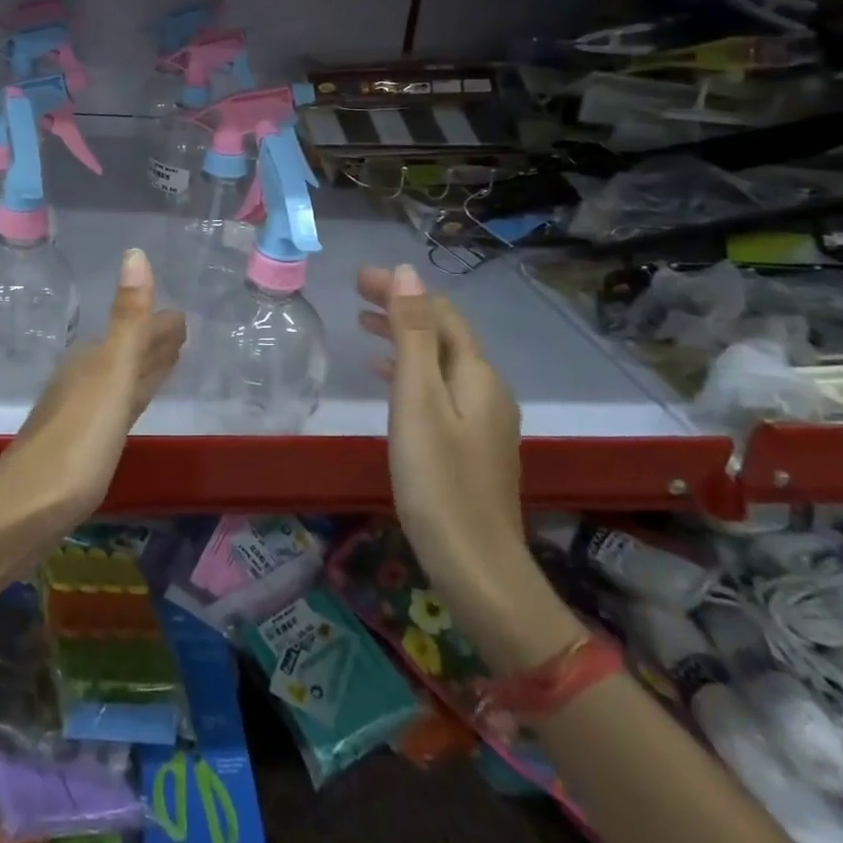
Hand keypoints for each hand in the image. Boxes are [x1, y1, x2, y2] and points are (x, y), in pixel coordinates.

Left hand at [0, 249, 186, 533]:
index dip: (160, 325)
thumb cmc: (76, 441)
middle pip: (127, 354)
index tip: (183, 314)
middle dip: (153, 343)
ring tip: (166, 362)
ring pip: (121, 381)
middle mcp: (86, 380)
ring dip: (143, 369)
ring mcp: (81, 415)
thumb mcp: (110, 375)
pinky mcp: (82, 449)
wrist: (25, 509)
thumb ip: (128, 320)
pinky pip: (116, 410)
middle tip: (182, 331)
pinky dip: (130, 400)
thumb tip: (135, 253)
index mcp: (94, 360)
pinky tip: (129, 409)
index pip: (135, 333)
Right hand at [358, 263, 528, 611]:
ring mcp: (483, 419)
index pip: (439, 311)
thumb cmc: (438, 482)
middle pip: (442, 332)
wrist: (478, 570)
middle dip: (401, 306)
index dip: (401, 288)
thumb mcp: (418, 401)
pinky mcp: (472, 445)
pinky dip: (410, 370)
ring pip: (439, 360)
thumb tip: (407, 272)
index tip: (356, 278)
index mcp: (476, 374)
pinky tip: (387, 380)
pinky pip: (439, 387)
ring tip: (364, 324)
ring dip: (404, 336)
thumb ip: (413, 335)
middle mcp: (487, 389)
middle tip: (355, 295)